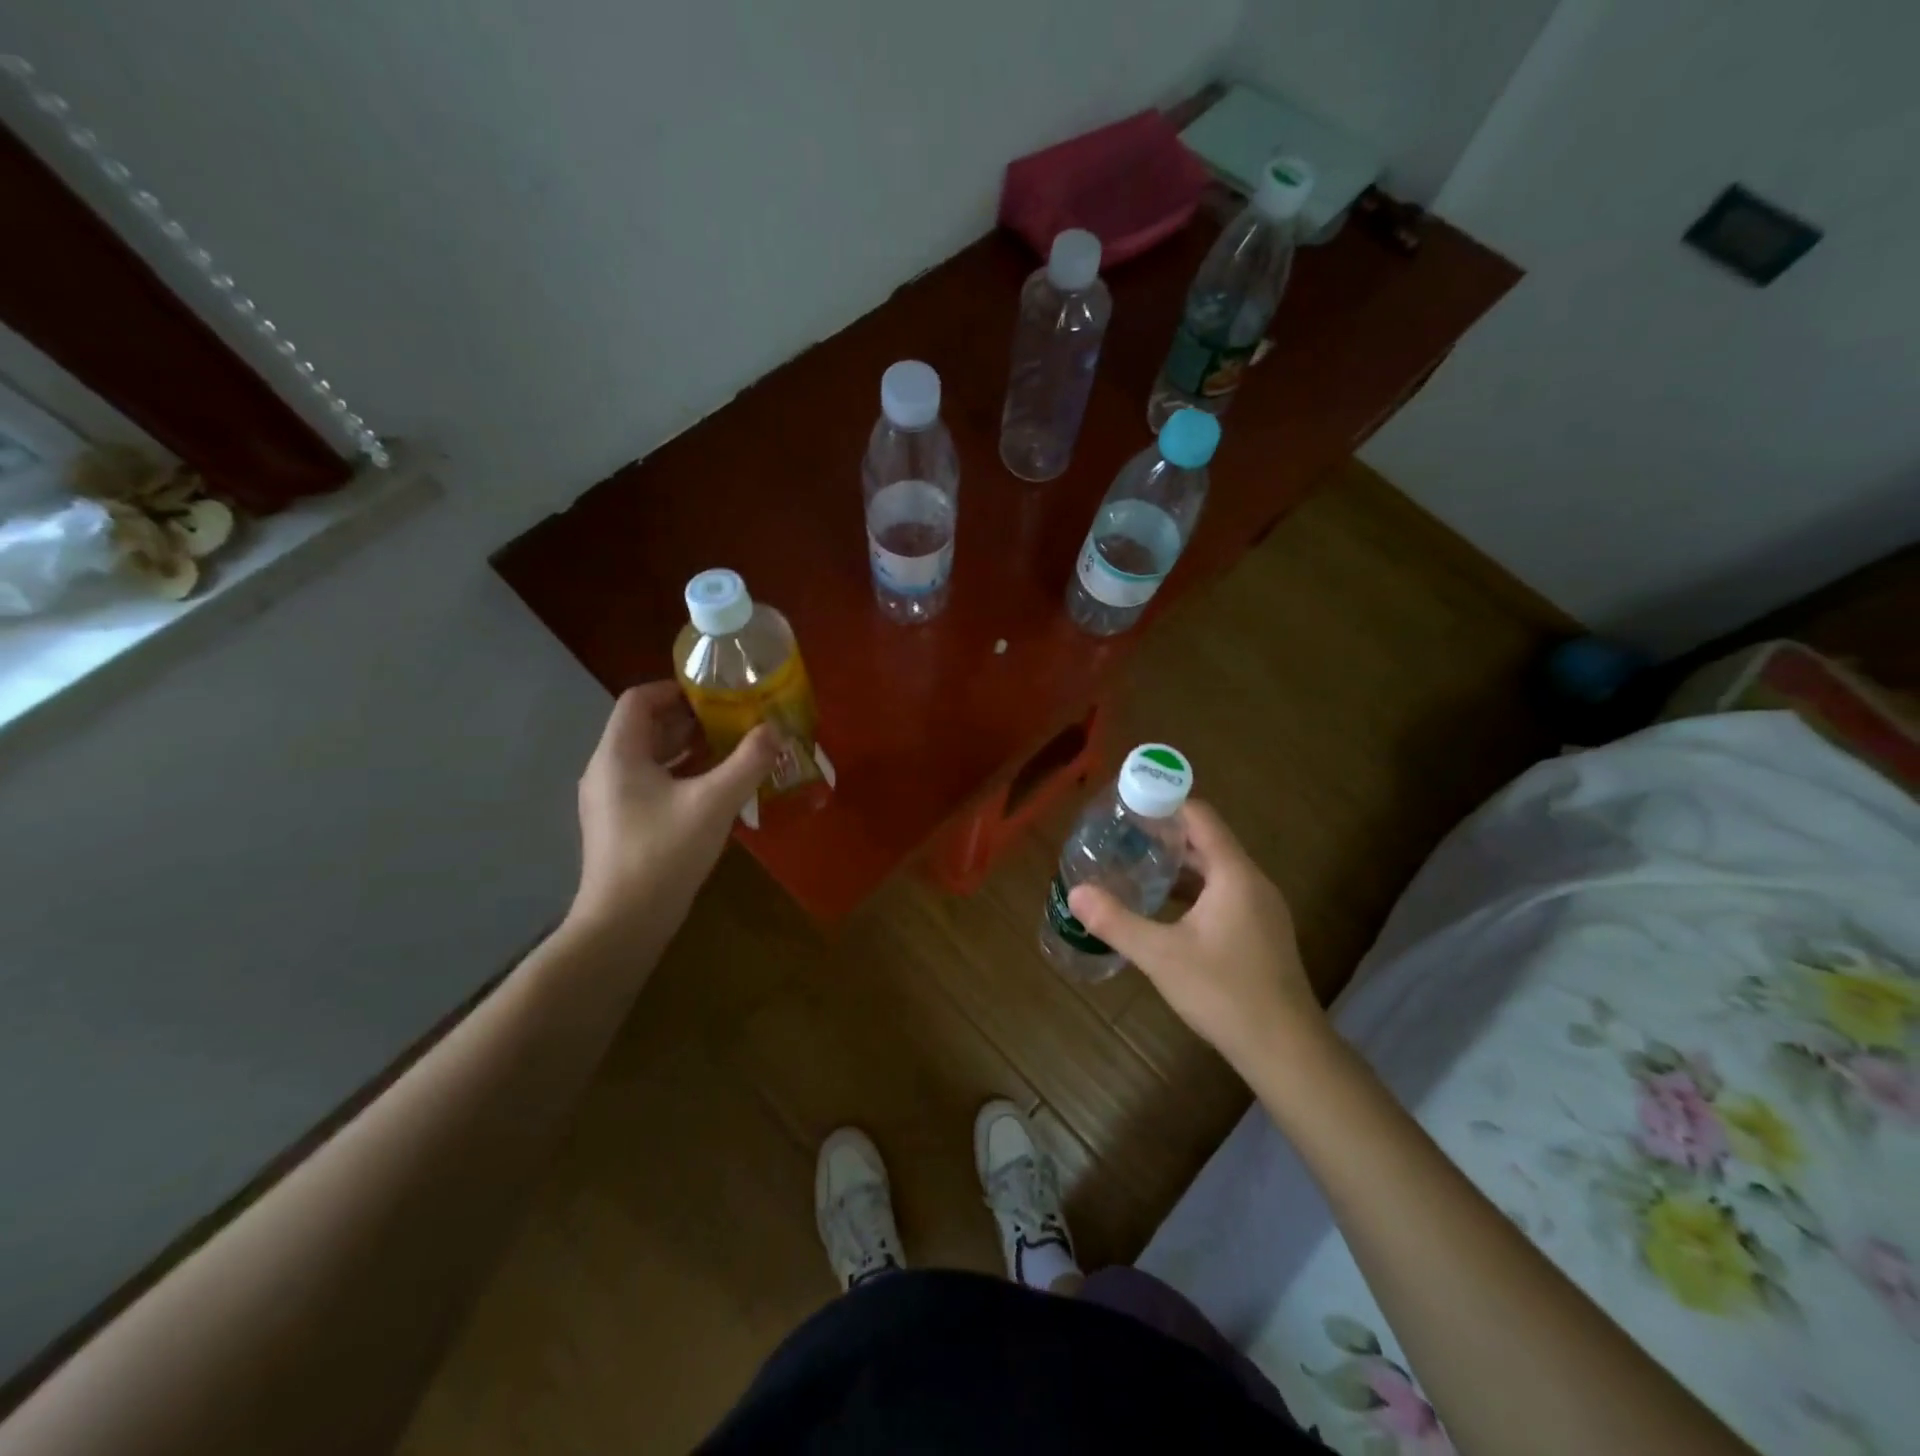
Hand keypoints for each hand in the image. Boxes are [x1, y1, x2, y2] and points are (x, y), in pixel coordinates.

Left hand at [567, 682, 777, 950]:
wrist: (624, 923)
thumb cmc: (664, 853)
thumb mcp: (715, 802)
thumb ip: (748, 762)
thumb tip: (777, 729)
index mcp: (618, 754)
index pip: (639, 699)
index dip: (676, 689)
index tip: (716, 694)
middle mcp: (607, 770)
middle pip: (646, 727)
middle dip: (690, 719)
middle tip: (733, 719)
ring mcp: (611, 800)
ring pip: (650, 757)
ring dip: (688, 748)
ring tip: (731, 748)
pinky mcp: (621, 824)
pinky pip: (651, 783)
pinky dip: (681, 774)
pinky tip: (714, 788)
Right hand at [1067, 800, 1324, 1075]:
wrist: (1285, 1049)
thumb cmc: (1224, 992)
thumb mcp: (1161, 955)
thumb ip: (1116, 921)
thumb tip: (1076, 893)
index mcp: (1234, 875)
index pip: (1200, 817)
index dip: (1166, 804)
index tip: (1129, 804)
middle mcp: (1252, 882)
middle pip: (1208, 841)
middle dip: (1166, 835)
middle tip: (1122, 836)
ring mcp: (1261, 909)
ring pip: (1216, 870)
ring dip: (1180, 865)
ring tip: (1137, 865)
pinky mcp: (1261, 932)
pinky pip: (1224, 893)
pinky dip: (1194, 890)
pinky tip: (1165, 908)